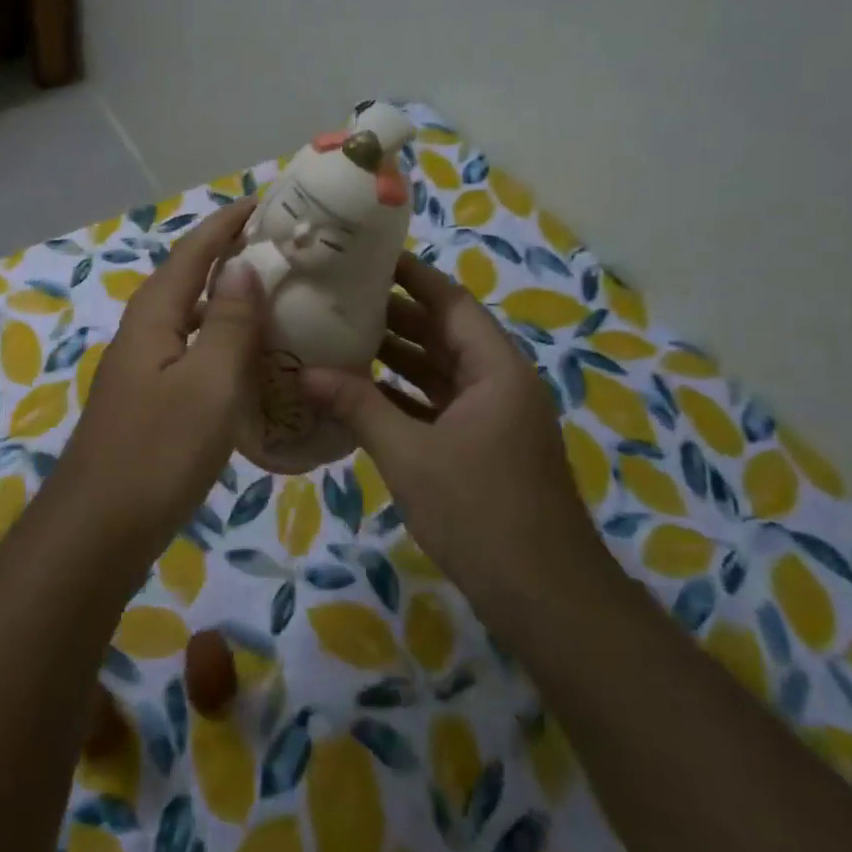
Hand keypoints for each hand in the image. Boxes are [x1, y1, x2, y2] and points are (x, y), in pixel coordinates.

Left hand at [60, 201, 264, 550]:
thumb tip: (242, 266)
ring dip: (225, 299)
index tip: (263, 201)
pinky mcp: (149, 399)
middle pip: (187, 278)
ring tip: (273, 296)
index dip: (226, 224)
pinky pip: (191, 351)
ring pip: (189, 317)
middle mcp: (143, 332)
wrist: (100, 526)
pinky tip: (247, 360)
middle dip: (228, 255)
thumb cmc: (159, 450)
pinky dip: (220, 341)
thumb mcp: (207, 383)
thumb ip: (226, 322)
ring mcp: (143, 368)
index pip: (192, 252)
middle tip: (280, 248)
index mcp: (154, 316)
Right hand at [301, 253, 612, 613]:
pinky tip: (360, 391)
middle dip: (393, 313)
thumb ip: (358, 406)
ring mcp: (492, 416)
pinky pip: (437, 403)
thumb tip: (306, 372)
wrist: (545, 598)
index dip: (410, 274)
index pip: (450, 300)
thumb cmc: (481, 512)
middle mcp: (498, 382)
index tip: (366, 254)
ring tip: (339, 334)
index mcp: (495, 368)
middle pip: (442, 331)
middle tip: (336, 295)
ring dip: (395, 355)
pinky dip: (402, 394)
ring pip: (438, 369)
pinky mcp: (481, 446)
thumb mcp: (410, 454)